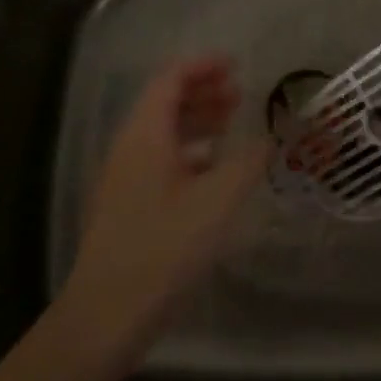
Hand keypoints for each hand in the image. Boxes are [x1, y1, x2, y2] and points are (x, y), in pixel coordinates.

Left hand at [57, 56, 268, 359]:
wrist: (106, 315)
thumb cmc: (164, 247)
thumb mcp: (219, 200)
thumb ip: (250, 160)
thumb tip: (273, 136)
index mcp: (145, 135)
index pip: (170, 79)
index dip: (203, 66)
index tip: (237, 65)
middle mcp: (130, 148)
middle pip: (165, 102)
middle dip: (203, 91)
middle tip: (241, 94)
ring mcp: (125, 178)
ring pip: (163, 133)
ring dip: (198, 121)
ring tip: (233, 125)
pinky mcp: (128, 205)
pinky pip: (161, 159)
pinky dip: (191, 151)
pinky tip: (215, 170)